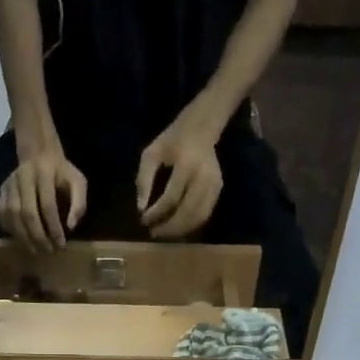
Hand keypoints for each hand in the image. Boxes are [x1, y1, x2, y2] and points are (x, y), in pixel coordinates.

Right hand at [0, 146, 86, 252]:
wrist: (39, 153)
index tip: (61, 245)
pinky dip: (10, 229)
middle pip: (27, 212)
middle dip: (38, 236)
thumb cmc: (62, 173)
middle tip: (48, 251)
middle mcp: (23, 177)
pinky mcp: (2, 191)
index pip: (48, 205)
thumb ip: (79, 204)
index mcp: (44, 173)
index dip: (54, 228)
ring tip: (35, 250)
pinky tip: (21, 239)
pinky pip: (2, 214)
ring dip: (23, 236)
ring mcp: (9, 184)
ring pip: (12, 215)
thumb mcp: (78, 182)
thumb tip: (70, 227)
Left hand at [136, 122, 223, 238]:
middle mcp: (203, 177)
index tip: (143, 219)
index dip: (156, 213)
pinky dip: (190, 224)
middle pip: (187, 212)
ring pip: (198, 217)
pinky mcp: (218, 189)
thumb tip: (141, 208)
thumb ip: (144, 179)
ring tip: (163, 232)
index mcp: (186, 165)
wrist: (202, 127)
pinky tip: (177, 226)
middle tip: (153, 232)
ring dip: (180, 230)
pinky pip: (205, 214)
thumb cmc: (173, 139)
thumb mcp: (152, 153)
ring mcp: (214, 184)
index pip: (171, 198)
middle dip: (168, 227)